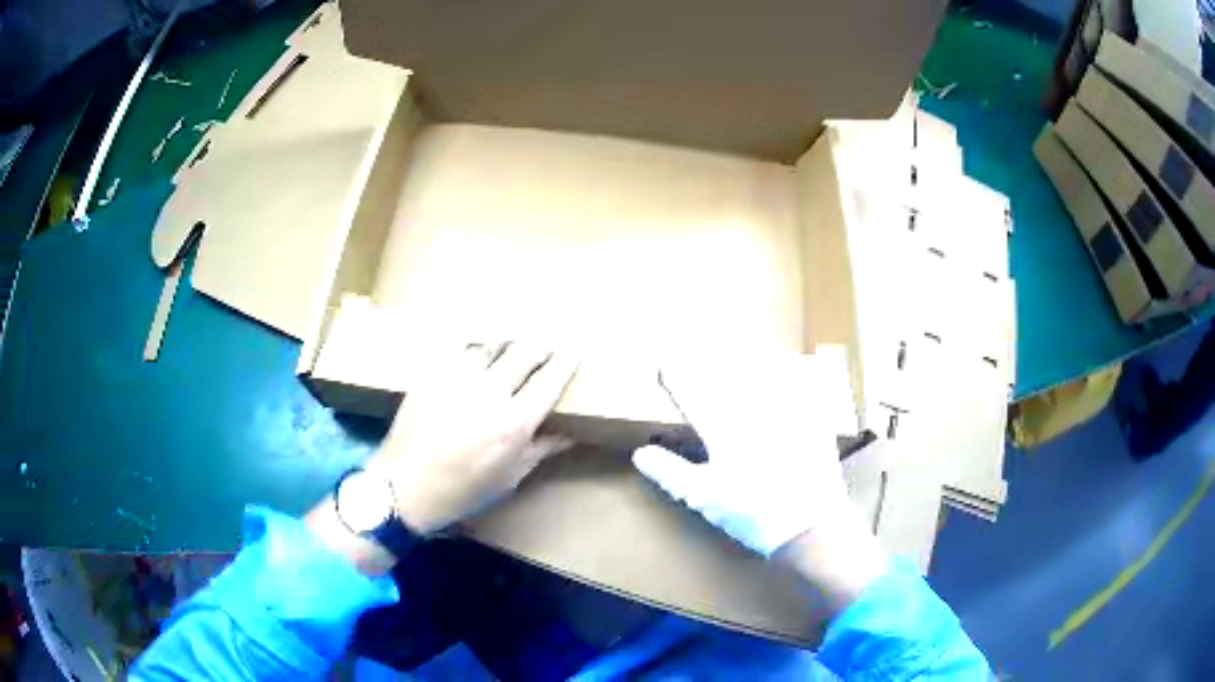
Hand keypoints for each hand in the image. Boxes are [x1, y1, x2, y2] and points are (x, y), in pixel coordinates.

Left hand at [370, 342, 577, 533]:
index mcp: (514, 422)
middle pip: (525, 352)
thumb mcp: (510, 476)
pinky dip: (477, 347)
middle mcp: (490, 391)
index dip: (566, 362)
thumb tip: (569, 432)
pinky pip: (461, 348)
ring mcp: (458, 378)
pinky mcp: (433, 373)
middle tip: (546, 347)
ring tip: (513, 346)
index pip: (550, 380)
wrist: (405, 486)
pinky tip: (478, 352)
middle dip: (541, 346)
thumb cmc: (463, 490)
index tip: (573, 352)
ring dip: (509, 343)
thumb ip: (541, 448)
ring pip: (493, 344)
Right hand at [632, 354, 886, 612]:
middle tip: (704, 353)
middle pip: (729, 376)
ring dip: (750, 361)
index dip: (676, 377)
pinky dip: (793, 374)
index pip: (692, 394)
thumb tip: (641, 453)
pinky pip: (803, 385)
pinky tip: (792, 371)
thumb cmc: (751, 513)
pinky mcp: (813, 419)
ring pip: (765, 374)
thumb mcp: (702, 497)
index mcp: (724, 430)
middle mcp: (754, 411)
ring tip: (744, 353)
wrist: (809, 524)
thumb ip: (670, 473)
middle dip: (712, 362)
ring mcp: (787, 412)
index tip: (663, 363)